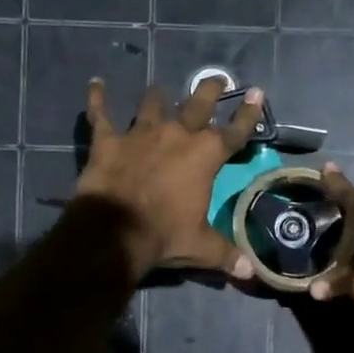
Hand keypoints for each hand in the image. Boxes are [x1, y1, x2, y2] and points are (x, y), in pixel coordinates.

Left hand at [74, 78, 263, 277]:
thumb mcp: (203, 248)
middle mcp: (177, 135)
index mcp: (205, 155)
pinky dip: (98, 98)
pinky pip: (102, 114)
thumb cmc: (165, 235)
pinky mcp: (109, 140)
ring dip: (157, 97)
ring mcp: (141, 133)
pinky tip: (96, 84)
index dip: (249, 114)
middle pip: (198, 104)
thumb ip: (227, 255)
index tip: (258, 94)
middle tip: (216, 79)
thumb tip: (251, 272)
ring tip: (160, 91)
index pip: (235, 131)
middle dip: (210, 90)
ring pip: (152, 104)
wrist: (115, 231)